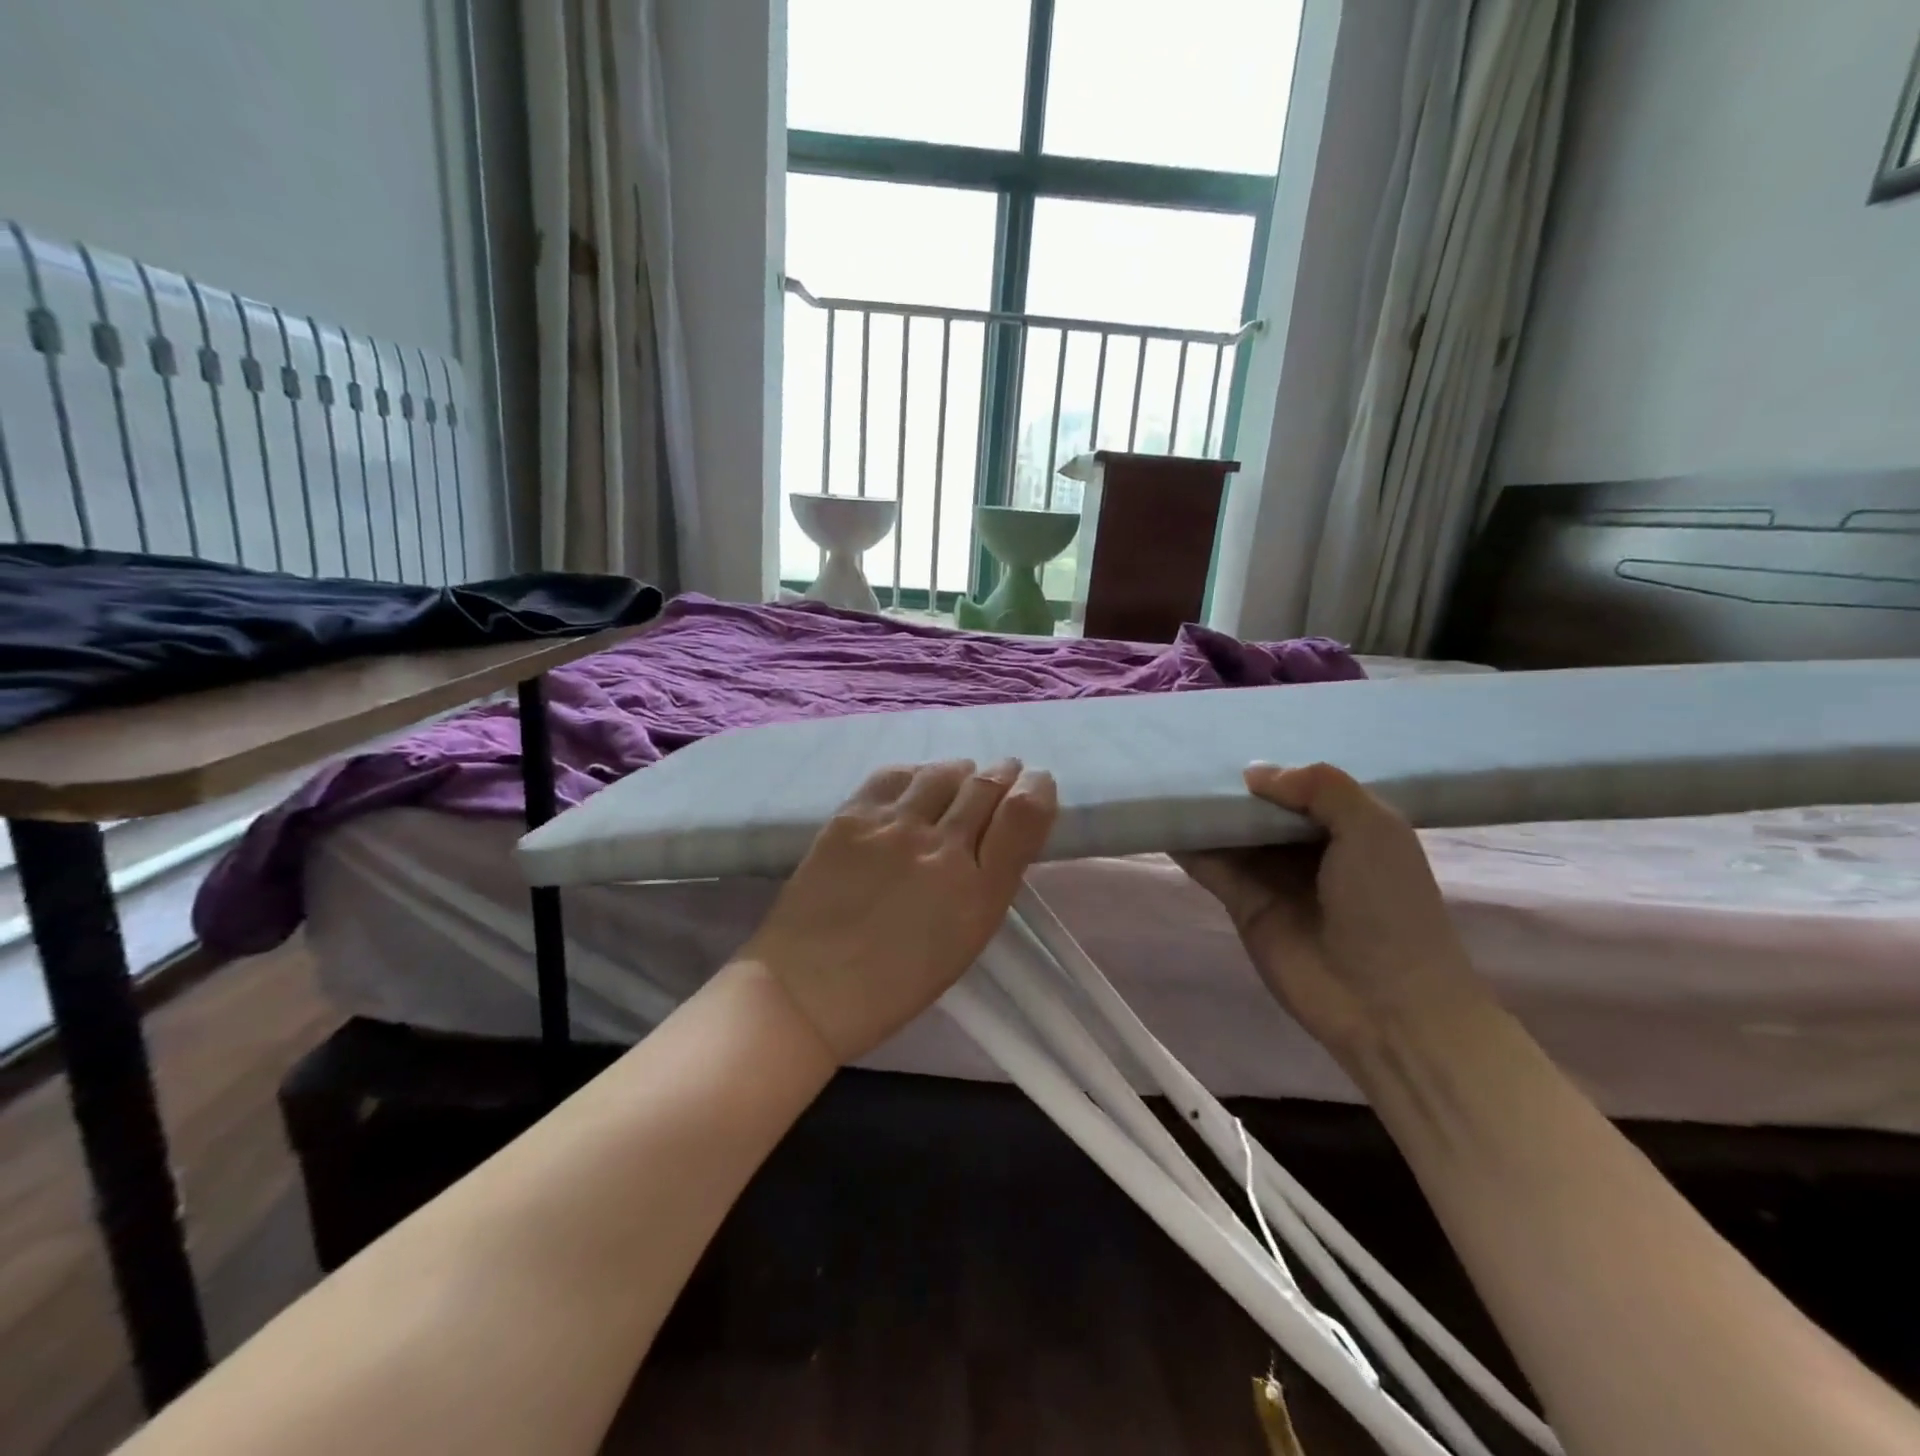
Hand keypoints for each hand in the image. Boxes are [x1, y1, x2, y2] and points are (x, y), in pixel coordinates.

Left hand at [741, 759, 1058, 1063]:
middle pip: (986, 786)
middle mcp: (943, 850)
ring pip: (943, 773)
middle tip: (1005, 770)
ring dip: (961, 771)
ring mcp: (894, 828)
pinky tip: (916, 784)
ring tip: (961, 776)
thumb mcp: (963, 942)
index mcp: (978, 894)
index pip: (1024, 816)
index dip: (1037, 790)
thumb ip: (987, 885)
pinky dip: (916, 775)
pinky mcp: (853, 816)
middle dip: (1004, 773)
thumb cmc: (892, 985)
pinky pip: (896, 775)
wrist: (806, 988)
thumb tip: (995, 836)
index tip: (1037, 784)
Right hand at [1178, 762, 1482, 1055]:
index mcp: (1349, 825)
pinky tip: (1159, 819)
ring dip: (1204, 811)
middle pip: (1260, 807)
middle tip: (1187, 750)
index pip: (1302, 785)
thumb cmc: (1388, 906)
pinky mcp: (1242, 903)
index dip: (1273, 766)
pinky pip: (1209, 865)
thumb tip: (1254, 774)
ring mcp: (1272, 876)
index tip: (1233, 737)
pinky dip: (1186, 844)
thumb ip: (1319, 787)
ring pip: (1231, 833)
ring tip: (1162, 777)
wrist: (1385, 1003)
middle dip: (1231, 785)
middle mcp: (1308, 846)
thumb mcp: (1373, 829)